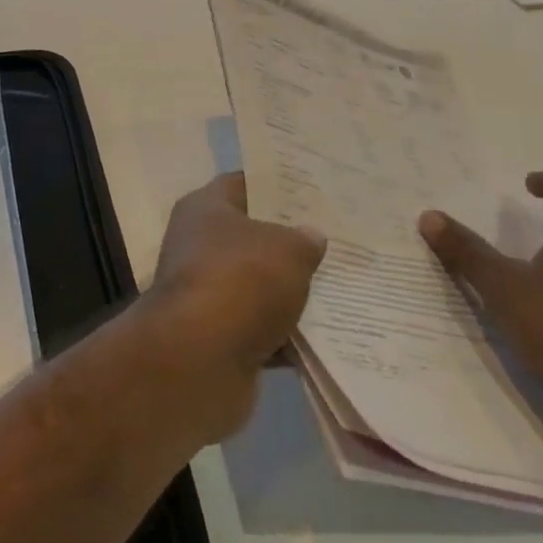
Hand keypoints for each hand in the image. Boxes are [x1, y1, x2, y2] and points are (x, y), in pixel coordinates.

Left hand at [140, 173, 326, 443]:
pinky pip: (261, 329)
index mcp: (205, 208)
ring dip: (292, 292)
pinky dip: (288, 335)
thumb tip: (311, 235)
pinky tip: (329, 337)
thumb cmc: (240, 280)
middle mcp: (198, 244)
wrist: (199, 358)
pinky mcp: (218, 337)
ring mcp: (206, 292)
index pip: (243, 183)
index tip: (315, 191)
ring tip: (344, 288)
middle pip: (251, 236)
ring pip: (258, 285)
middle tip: (337, 241)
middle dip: (291, 241)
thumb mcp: (287, 249)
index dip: (277, 185)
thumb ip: (304, 239)